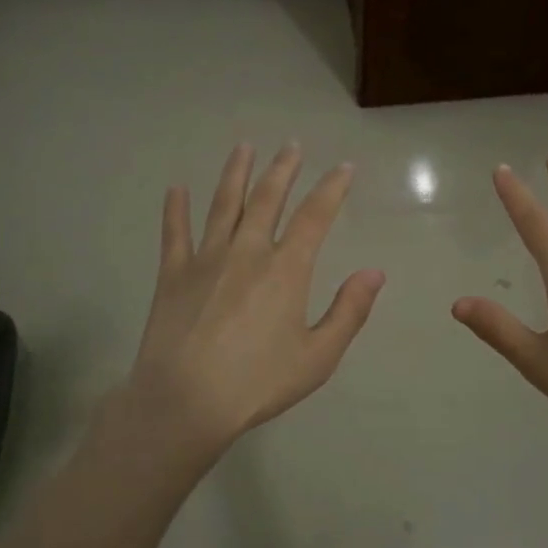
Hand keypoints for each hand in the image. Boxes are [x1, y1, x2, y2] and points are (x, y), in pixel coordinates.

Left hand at [116, 143, 383, 471]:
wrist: (185, 402)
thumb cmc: (258, 382)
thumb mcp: (318, 356)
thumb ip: (348, 311)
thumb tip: (375, 272)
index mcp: (286, 269)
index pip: (315, 216)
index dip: (332, 188)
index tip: (344, 167)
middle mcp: (247, 252)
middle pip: (267, 199)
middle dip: (283, 169)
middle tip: (291, 145)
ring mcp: (206, 259)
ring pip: (223, 205)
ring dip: (235, 173)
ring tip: (244, 148)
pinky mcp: (173, 275)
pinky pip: (175, 232)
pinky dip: (176, 209)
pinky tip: (176, 188)